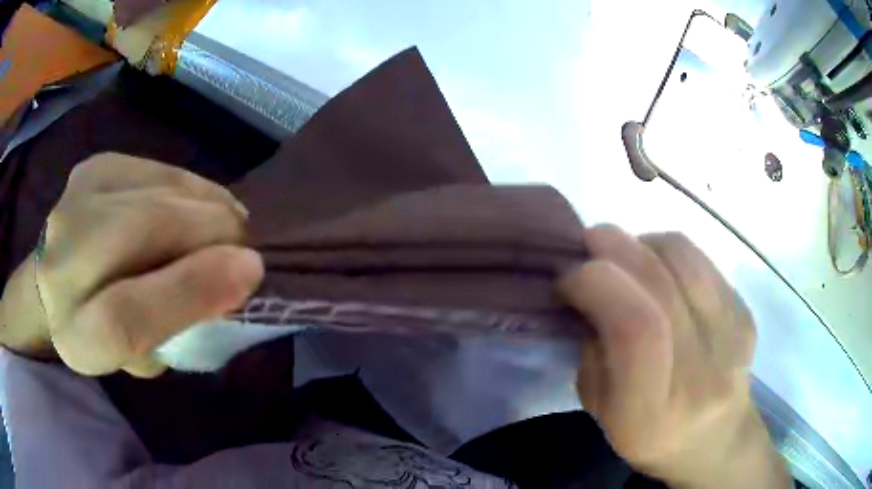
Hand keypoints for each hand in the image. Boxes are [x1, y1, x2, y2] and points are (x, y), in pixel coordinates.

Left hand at [0, 153, 263, 377]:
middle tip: (246, 244)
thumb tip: (233, 275)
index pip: (124, 317)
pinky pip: (155, 170)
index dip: (189, 291)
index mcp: (74, 336)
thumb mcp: (142, 356)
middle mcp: (60, 263)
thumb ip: (179, 327)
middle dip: (209, 231)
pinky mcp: (93, 168)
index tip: (249, 270)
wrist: (56, 283)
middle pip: (140, 231)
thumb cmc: (105, 331)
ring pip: (153, 191)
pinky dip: (190, 187)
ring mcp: (74, 202)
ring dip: (205, 205)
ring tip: (229, 224)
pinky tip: (201, 204)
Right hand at [559, 225, 789, 488]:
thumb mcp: (602, 412)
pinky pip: (701, 259)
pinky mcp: (746, 312)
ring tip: (625, 258)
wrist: (718, 437)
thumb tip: (589, 289)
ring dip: (642, 243)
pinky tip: (659, 270)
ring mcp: (733, 337)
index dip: (598, 285)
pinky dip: (668, 252)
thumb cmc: (651, 434)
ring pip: (682, 257)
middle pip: (660, 283)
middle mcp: (702, 373)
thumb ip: (593, 352)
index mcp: (654, 414)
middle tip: (587, 243)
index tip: (569, 277)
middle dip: (613, 248)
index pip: (637, 329)